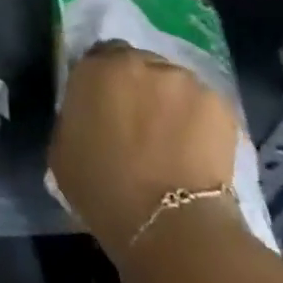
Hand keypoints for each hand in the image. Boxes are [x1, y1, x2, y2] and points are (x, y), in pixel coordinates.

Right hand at [49, 44, 238, 249]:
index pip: (97, 57)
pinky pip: (202, 105)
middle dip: (137, 87)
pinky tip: (196, 150)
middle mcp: (138, 62)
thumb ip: (74, 117)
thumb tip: (87, 115)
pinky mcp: (219, 103)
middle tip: (139, 122)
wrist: (169, 224)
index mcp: (95, 68)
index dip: (102, 81)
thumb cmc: (103, 190)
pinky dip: (198, 120)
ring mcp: (182, 79)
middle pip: (137, 65)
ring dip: (169, 101)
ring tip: (172, 139)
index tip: (105, 105)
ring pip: (172, 83)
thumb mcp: (62, 149)